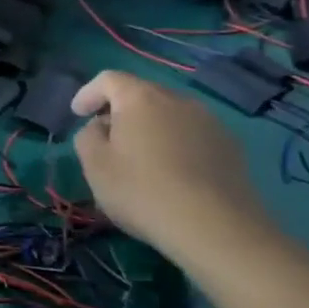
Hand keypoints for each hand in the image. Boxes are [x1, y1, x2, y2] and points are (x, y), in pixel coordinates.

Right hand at [70, 70, 271, 258]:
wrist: (216, 228)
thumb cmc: (142, 190)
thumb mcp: (94, 164)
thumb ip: (87, 136)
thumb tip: (101, 127)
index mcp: (140, 98)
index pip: (109, 79)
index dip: (88, 93)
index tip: (77, 114)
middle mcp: (178, 100)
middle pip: (142, 94)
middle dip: (120, 110)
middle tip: (106, 136)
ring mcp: (210, 123)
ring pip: (170, 115)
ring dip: (150, 128)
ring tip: (141, 157)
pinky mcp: (231, 148)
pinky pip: (192, 135)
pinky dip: (176, 144)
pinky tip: (172, 173)